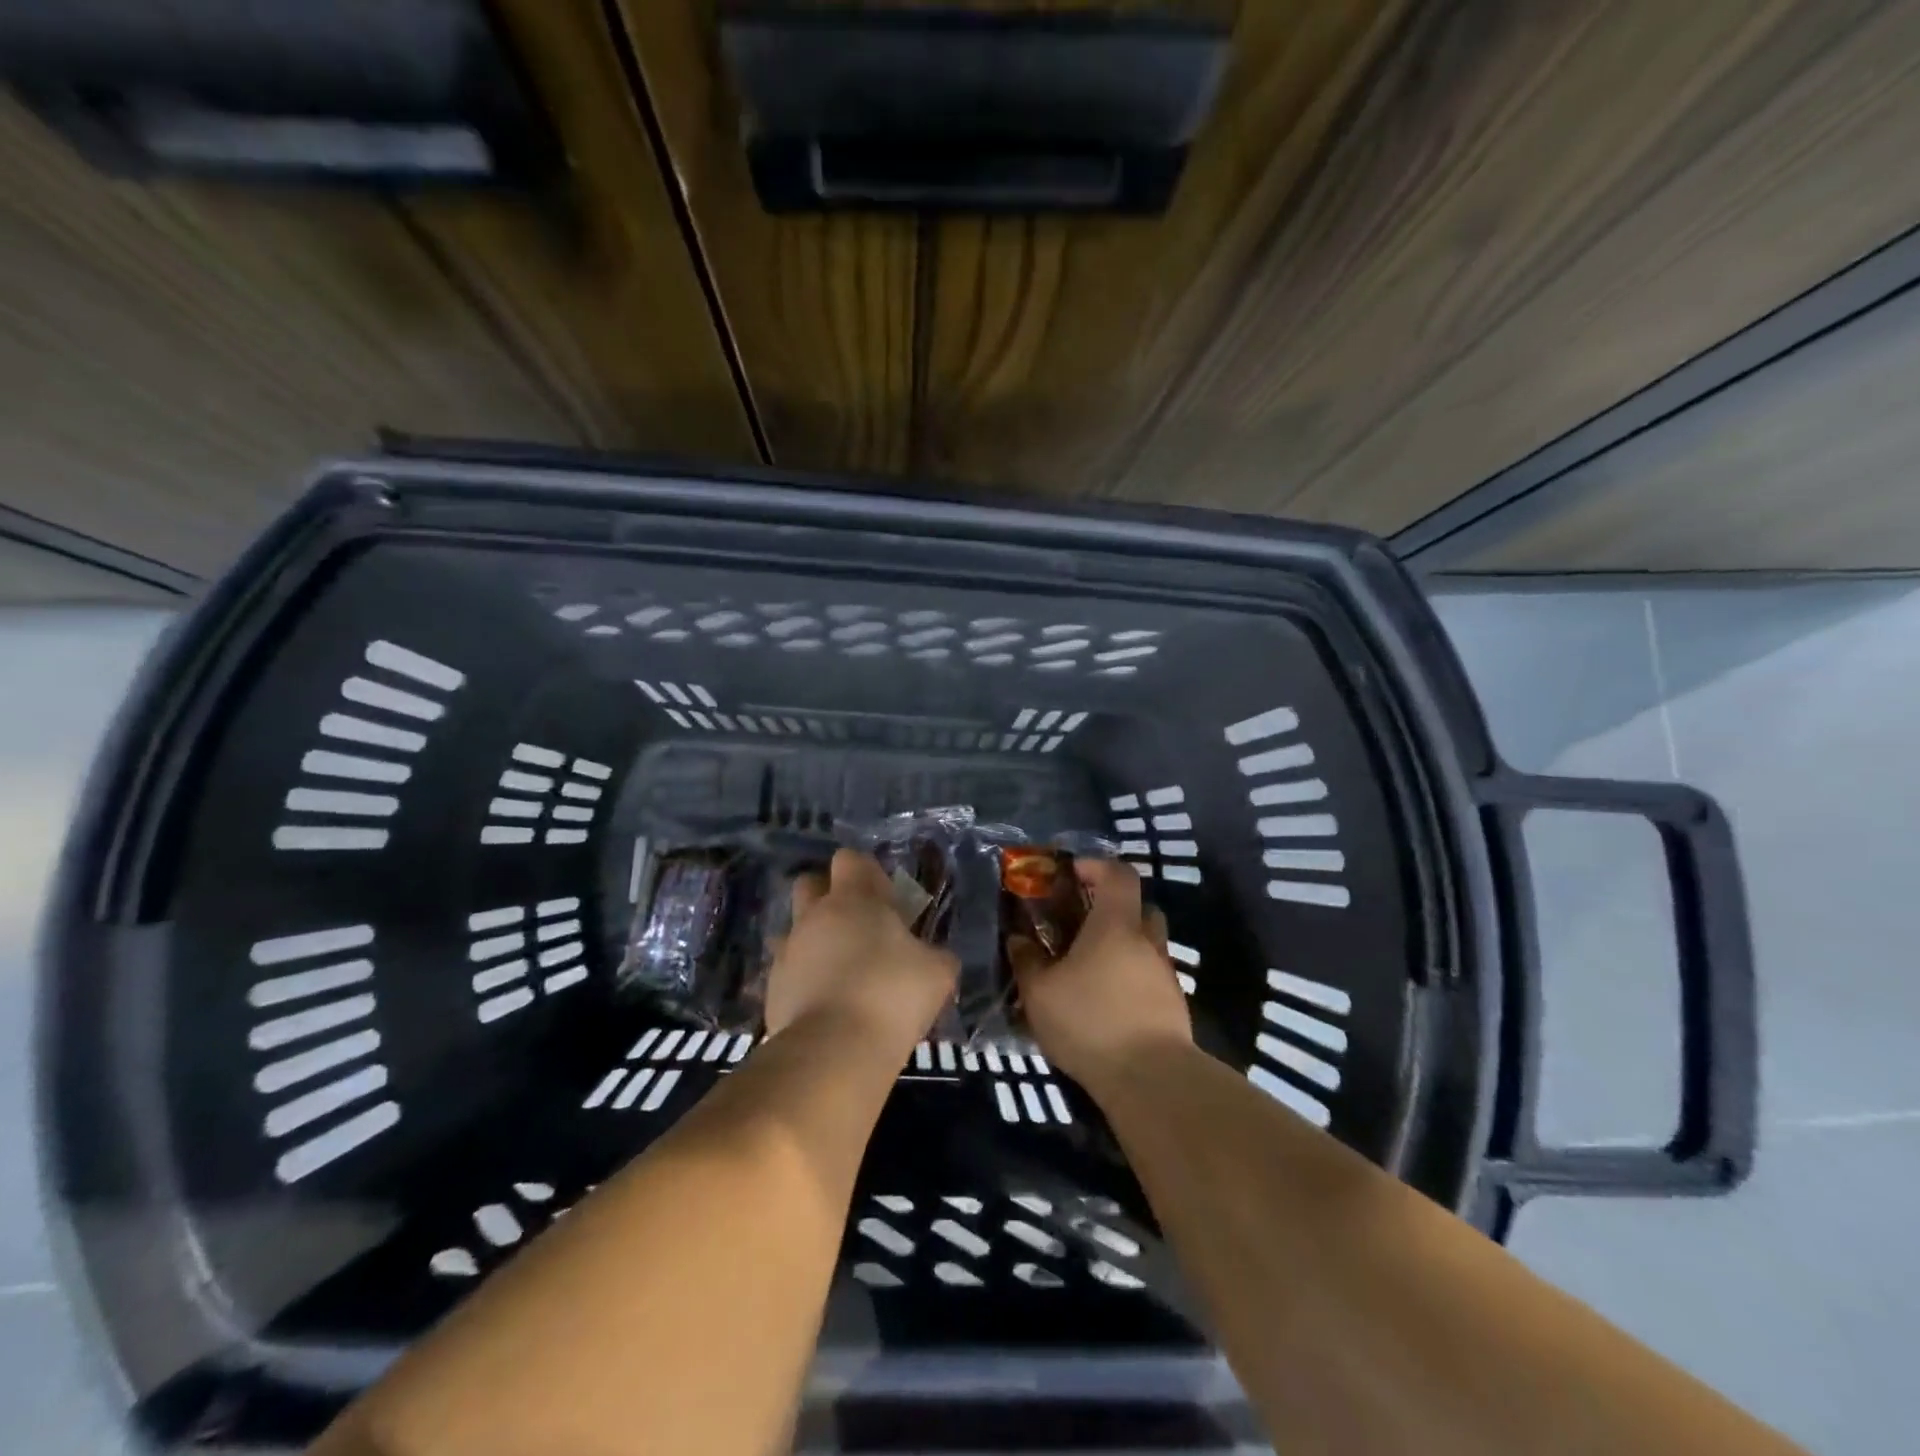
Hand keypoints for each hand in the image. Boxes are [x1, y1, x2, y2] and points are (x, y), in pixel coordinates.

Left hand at [765, 849, 958, 1054]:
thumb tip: (932, 957)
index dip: (867, 873)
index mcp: (854, 899)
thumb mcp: (938, 972)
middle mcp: (814, 915)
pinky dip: (803, 979)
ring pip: (794, 928)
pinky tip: (824, 1004)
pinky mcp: (772, 988)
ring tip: (840, 971)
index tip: (885, 899)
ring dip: (814, 940)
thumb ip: (935, 955)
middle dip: (828, 896)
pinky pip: (787, 970)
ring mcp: (788, 951)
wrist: (834, 1051)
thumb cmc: (892, 995)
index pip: (850, 859)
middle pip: (810, 883)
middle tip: (857, 926)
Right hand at [1008, 858, 1190, 1089]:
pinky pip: (1150, 976)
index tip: (1073, 873)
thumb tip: (1018, 940)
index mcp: (1116, 925)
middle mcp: (1146, 941)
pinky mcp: (1173, 1005)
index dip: (1097, 866)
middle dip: (1112, 908)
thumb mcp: (1040, 993)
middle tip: (1081, 923)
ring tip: (1090, 968)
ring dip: (1122, 946)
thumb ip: (1027, 961)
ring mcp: (1165, 974)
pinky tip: (1107, 1001)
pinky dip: (1131, 977)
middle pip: (1138, 907)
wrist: (1151, 1079)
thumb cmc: (1091, 1021)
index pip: (1119, 874)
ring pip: (1146, 943)